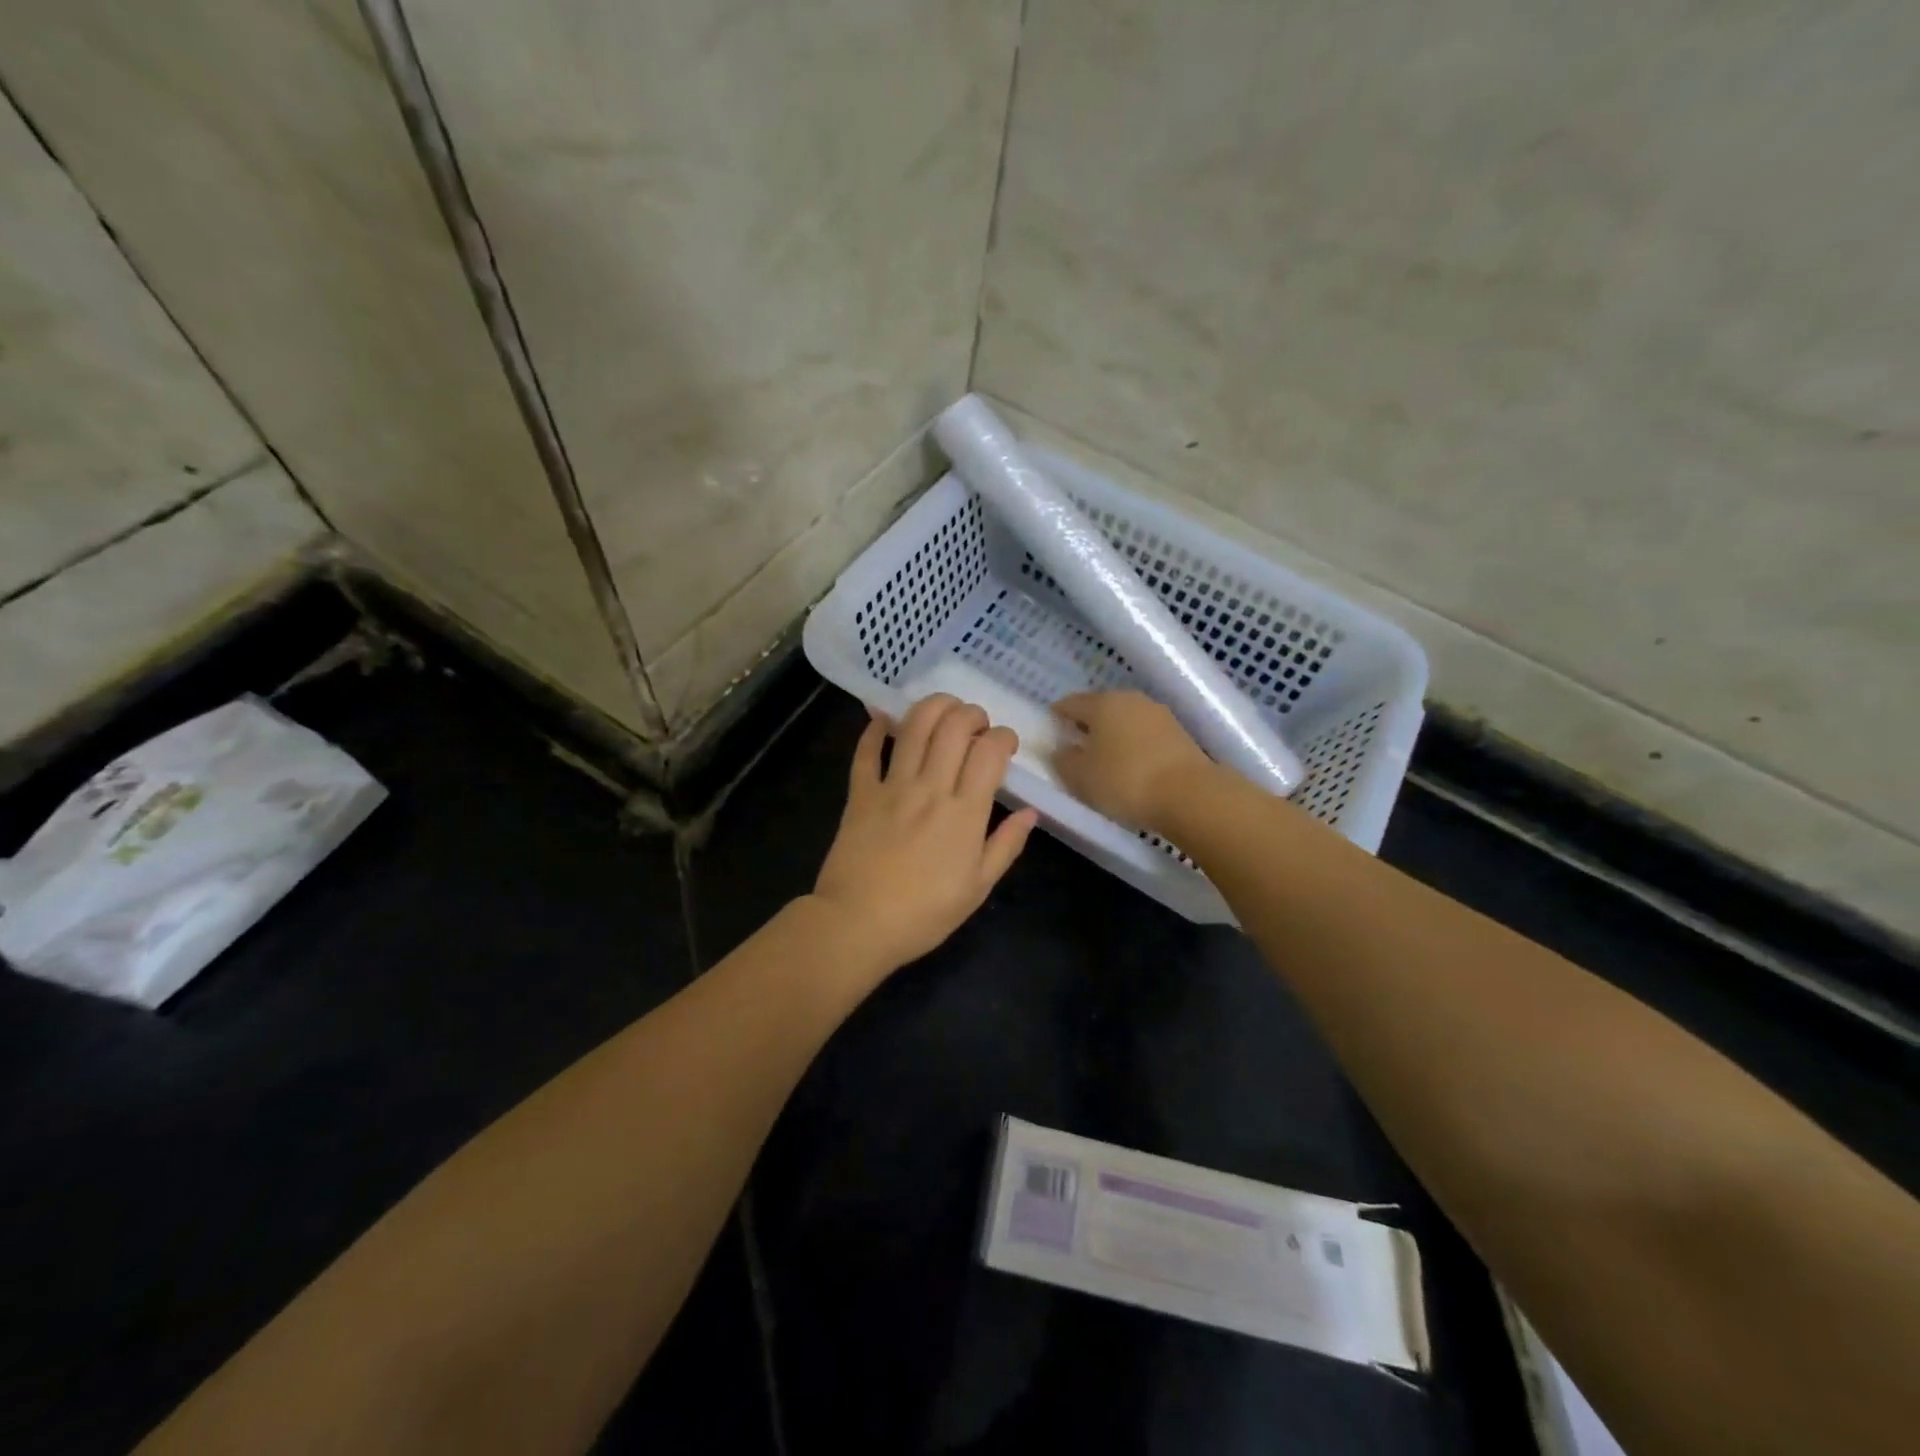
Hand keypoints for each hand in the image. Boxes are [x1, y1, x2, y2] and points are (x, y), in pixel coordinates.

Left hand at [809, 694, 1038, 978]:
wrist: (858, 925)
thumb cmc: (924, 914)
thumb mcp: (978, 888)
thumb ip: (1006, 846)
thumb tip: (1030, 812)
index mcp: (965, 812)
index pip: (989, 752)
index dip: (1003, 737)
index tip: (1006, 745)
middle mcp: (930, 788)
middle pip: (954, 727)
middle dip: (972, 714)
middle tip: (977, 725)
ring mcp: (892, 787)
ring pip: (914, 727)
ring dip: (933, 707)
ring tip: (944, 710)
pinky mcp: (860, 793)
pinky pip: (866, 751)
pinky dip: (875, 729)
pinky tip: (884, 719)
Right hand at [1052, 690, 1213, 831]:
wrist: (1190, 795)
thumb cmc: (1124, 781)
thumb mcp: (1079, 776)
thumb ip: (1063, 760)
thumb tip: (1062, 750)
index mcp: (1102, 703)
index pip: (1070, 703)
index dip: (1056, 716)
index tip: (1051, 732)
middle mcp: (1131, 699)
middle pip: (1100, 709)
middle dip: (1087, 726)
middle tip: (1075, 748)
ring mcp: (1159, 715)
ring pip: (1125, 721)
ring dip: (1113, 736)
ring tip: (1104, 761)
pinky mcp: (1180, 734)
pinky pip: (1146, 737)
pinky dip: (1134, 747)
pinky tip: (1131, 768)